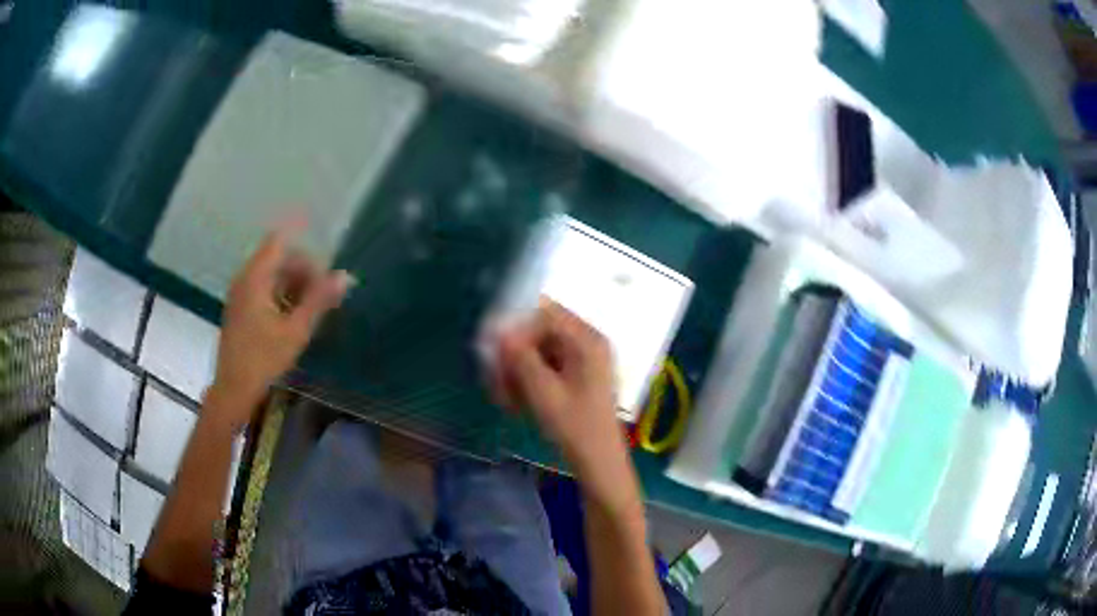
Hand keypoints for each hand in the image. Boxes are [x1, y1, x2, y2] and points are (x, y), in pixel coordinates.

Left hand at [212, 225, 349, 425]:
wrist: (233, 390)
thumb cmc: (263, 360)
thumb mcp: (296, 331)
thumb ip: (319, 301)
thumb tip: (345, 276)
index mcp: (255, 278)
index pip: (280, 243)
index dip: (304, 251)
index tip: (325, 273)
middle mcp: (244, 279)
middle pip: (277, 259)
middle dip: (303, 272)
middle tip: (324, 297)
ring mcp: (240, 294)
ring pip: (271, 275)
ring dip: (294, 286)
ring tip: (312, 311)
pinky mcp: (240, 309)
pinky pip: (264, 290)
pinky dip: (282, 297)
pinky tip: (293, 320)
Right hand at [492, 301, 632, 495]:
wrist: (600, 462)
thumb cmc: (575, 427)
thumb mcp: (543, 392)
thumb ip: (521, 358)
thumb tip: (499, 332)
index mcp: (588, 340)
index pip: (546, 314)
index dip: (516, 326)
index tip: (494, 349)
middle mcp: (588, 343)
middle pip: (541, 332)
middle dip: (514, 354)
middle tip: (495, 380)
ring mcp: (584, 360)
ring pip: (540, 351)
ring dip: (518, 370)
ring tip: (504, 397)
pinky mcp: (579, 377)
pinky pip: (547, 367)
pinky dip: (529, 380)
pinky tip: (516, 403)